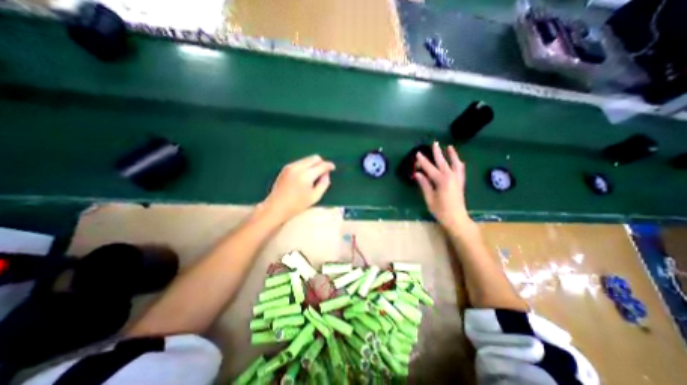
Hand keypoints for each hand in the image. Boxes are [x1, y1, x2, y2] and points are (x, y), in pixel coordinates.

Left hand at [261, 154, 335, 224]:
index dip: (329, 166)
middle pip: (314, 158)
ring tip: (314, 175)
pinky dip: (306, 165)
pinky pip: (300, 162)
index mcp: (306, 176)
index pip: (321, 165)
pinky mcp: (286, 167)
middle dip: (321, 163)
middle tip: (324, 172)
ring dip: (314, 164)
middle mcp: (298, 167)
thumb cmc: (297, 205)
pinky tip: (305, 176)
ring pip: (307, 159)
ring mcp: (291, 166)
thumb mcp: (315, 197)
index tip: (333, 168)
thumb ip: (324, 184)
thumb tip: (326, 174)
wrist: (276, 206)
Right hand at [413, 141, 472, 231]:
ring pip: (455, 164)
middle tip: (434, 143)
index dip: (423, 161)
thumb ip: (424, 184)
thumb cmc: (441, 210)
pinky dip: (458, 163)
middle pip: (442, 162)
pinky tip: (457, 161)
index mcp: (441, 180)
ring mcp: (457, 179)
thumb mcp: (429, 198)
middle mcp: (451, 177)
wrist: (457, 219)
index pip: (430, 168)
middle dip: (437, 153)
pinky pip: (460, 170)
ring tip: (449, 147)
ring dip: (452, 155)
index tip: (418, 153)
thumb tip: (418, 174)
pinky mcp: (460, 183)